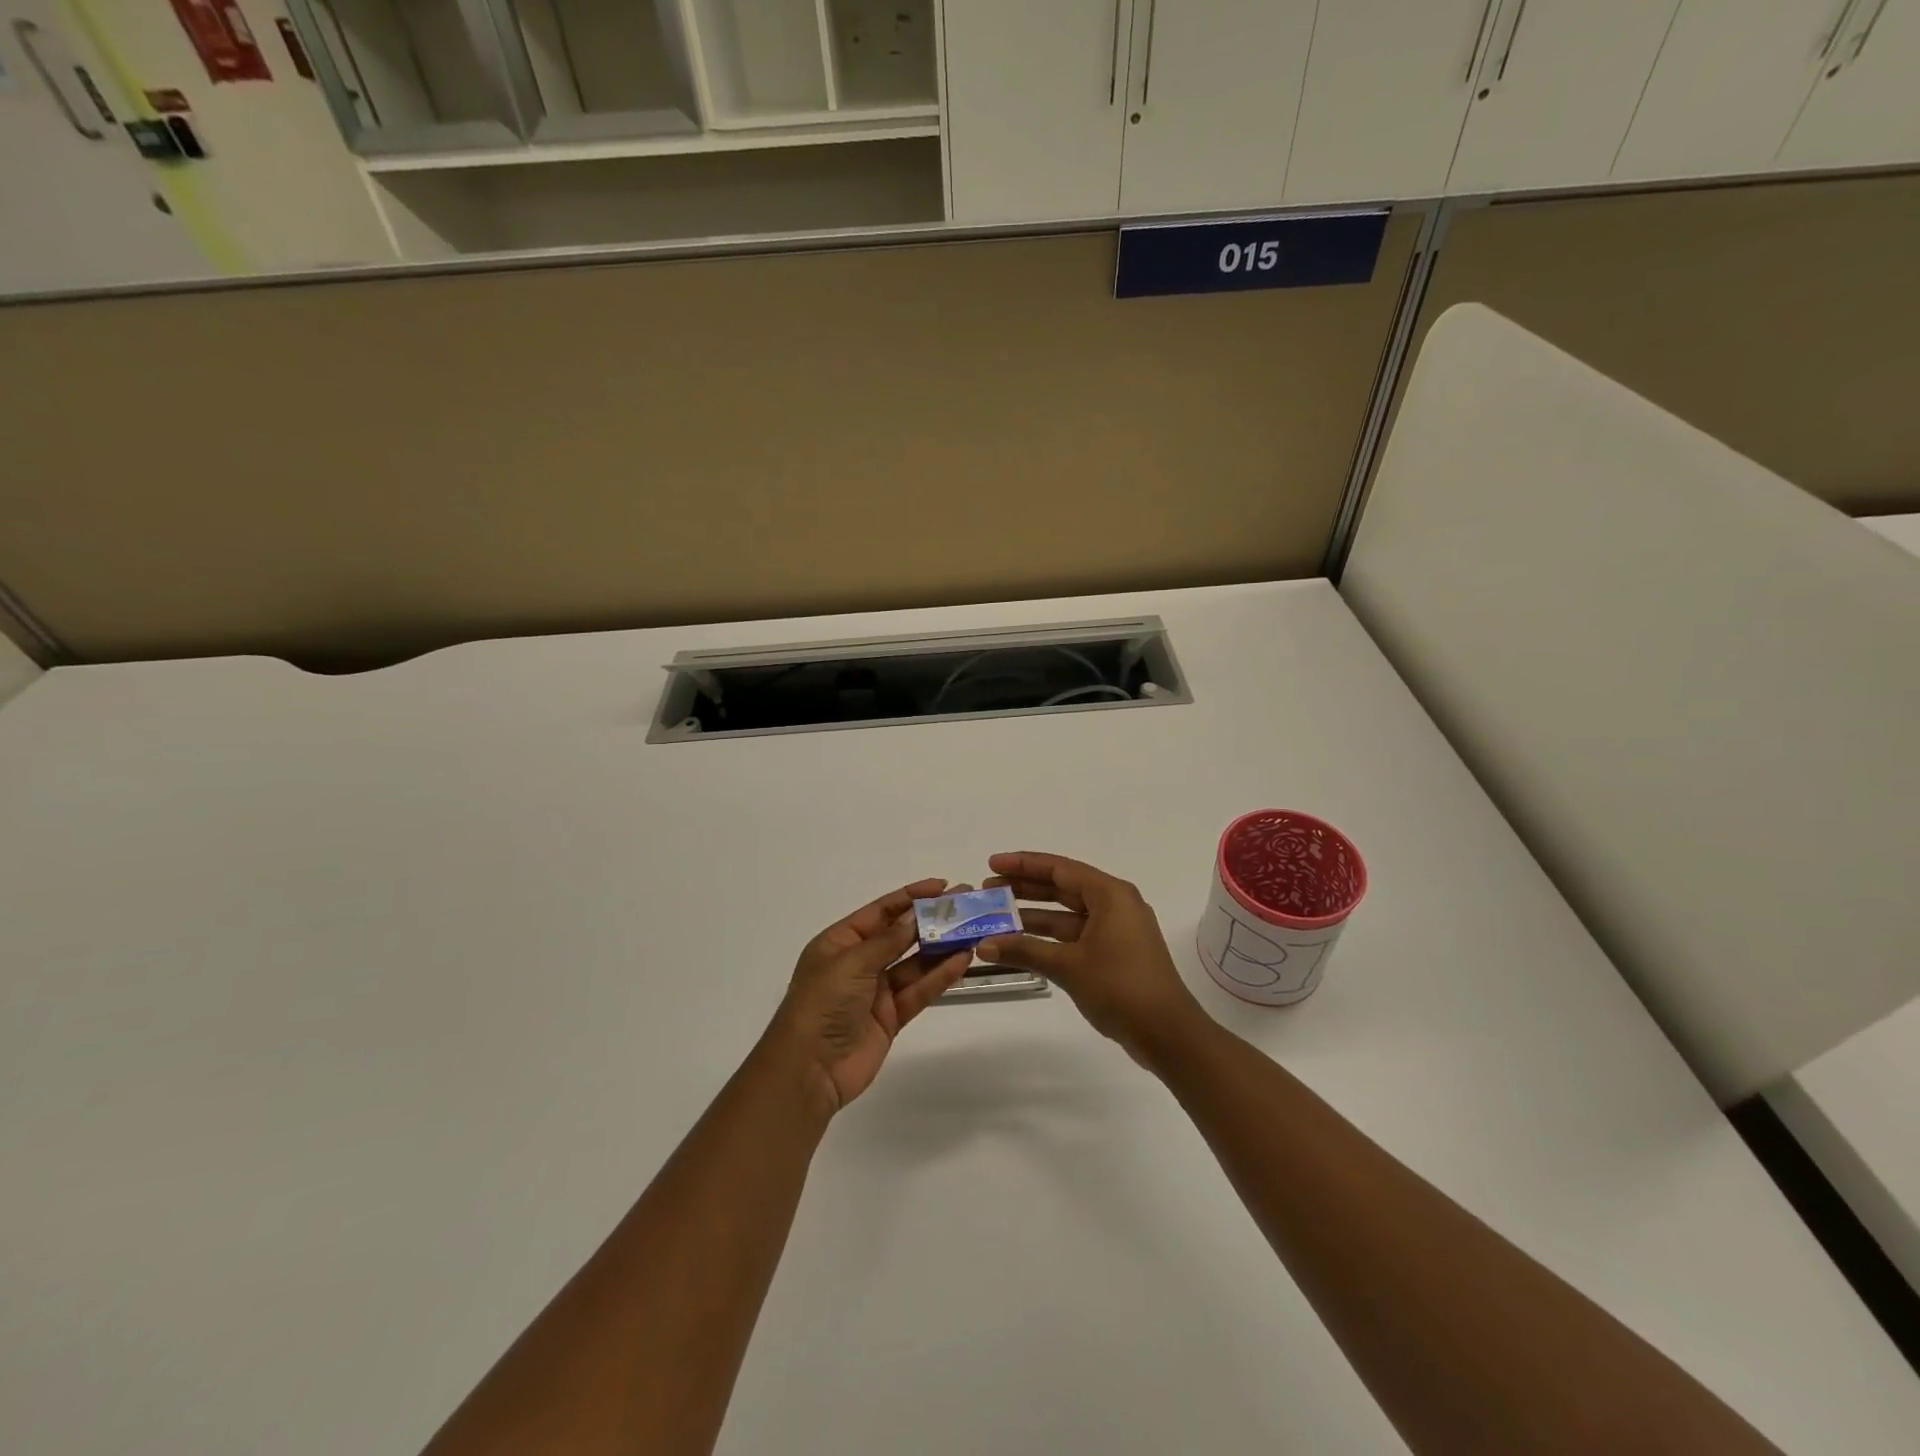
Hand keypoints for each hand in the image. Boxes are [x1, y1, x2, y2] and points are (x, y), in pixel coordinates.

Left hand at [769, 879, 971, 1113]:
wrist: (809, 1070)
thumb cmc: (822, 1004)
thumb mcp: (852, 962)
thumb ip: (888, 940)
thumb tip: (915, 916)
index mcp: (840, 942)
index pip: (881, 911)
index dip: (911, 897)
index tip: (942, 886)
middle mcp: (859, 962)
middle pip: (901, 935)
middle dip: (931, 920)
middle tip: (966, 905)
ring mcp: (876, 991)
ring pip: (915, 963)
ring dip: (942, 948)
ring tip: (972, 931)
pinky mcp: (891, 1017)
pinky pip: (919, 990)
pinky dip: (940, 976)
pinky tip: (962, 961)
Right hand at [977, 852, 1208, 1064]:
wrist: (1167, 1033)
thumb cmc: (1120, 987)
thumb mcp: (1068, 966)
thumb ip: (1024, 950)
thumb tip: (983, 944)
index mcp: (1110, 894)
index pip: (1059, 868)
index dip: (1023, 865)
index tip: (992, 865)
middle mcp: (1115, 904)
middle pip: (1062, 887)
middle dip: (1024, 888)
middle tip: (988, 890)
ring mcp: (1116, 930)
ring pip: (1067, 914)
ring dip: (1033, 916)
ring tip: (996, 917)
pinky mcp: (1115, 953)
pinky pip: (1075, 934)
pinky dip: (1049, 938)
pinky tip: (1021, 944)